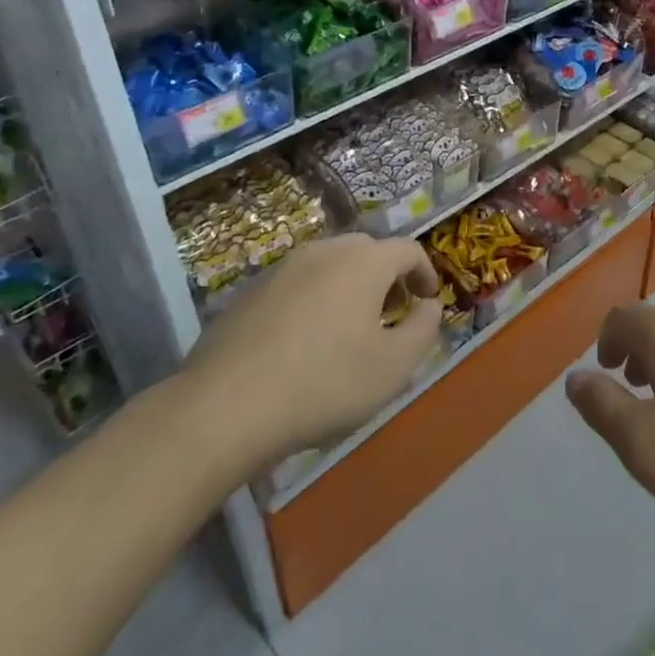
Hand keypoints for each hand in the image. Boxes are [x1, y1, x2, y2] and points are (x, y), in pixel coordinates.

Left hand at [180, 234, 441, 472]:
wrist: (225, 406)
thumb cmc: (325, 383)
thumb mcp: (394, 367)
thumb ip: (423, 330)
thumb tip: (429, 306)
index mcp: (364, 261)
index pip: (408, 250)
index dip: (425, 272)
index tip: (428, 300)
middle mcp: (325, 251)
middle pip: (368, 251)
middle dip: (388, 277)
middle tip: (392, 313)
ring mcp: (284, 268)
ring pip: (331, 265)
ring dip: (350, 286)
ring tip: (351, 328)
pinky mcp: (251, 291)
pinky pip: (298, 284)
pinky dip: (316, 299)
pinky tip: (306, 341)